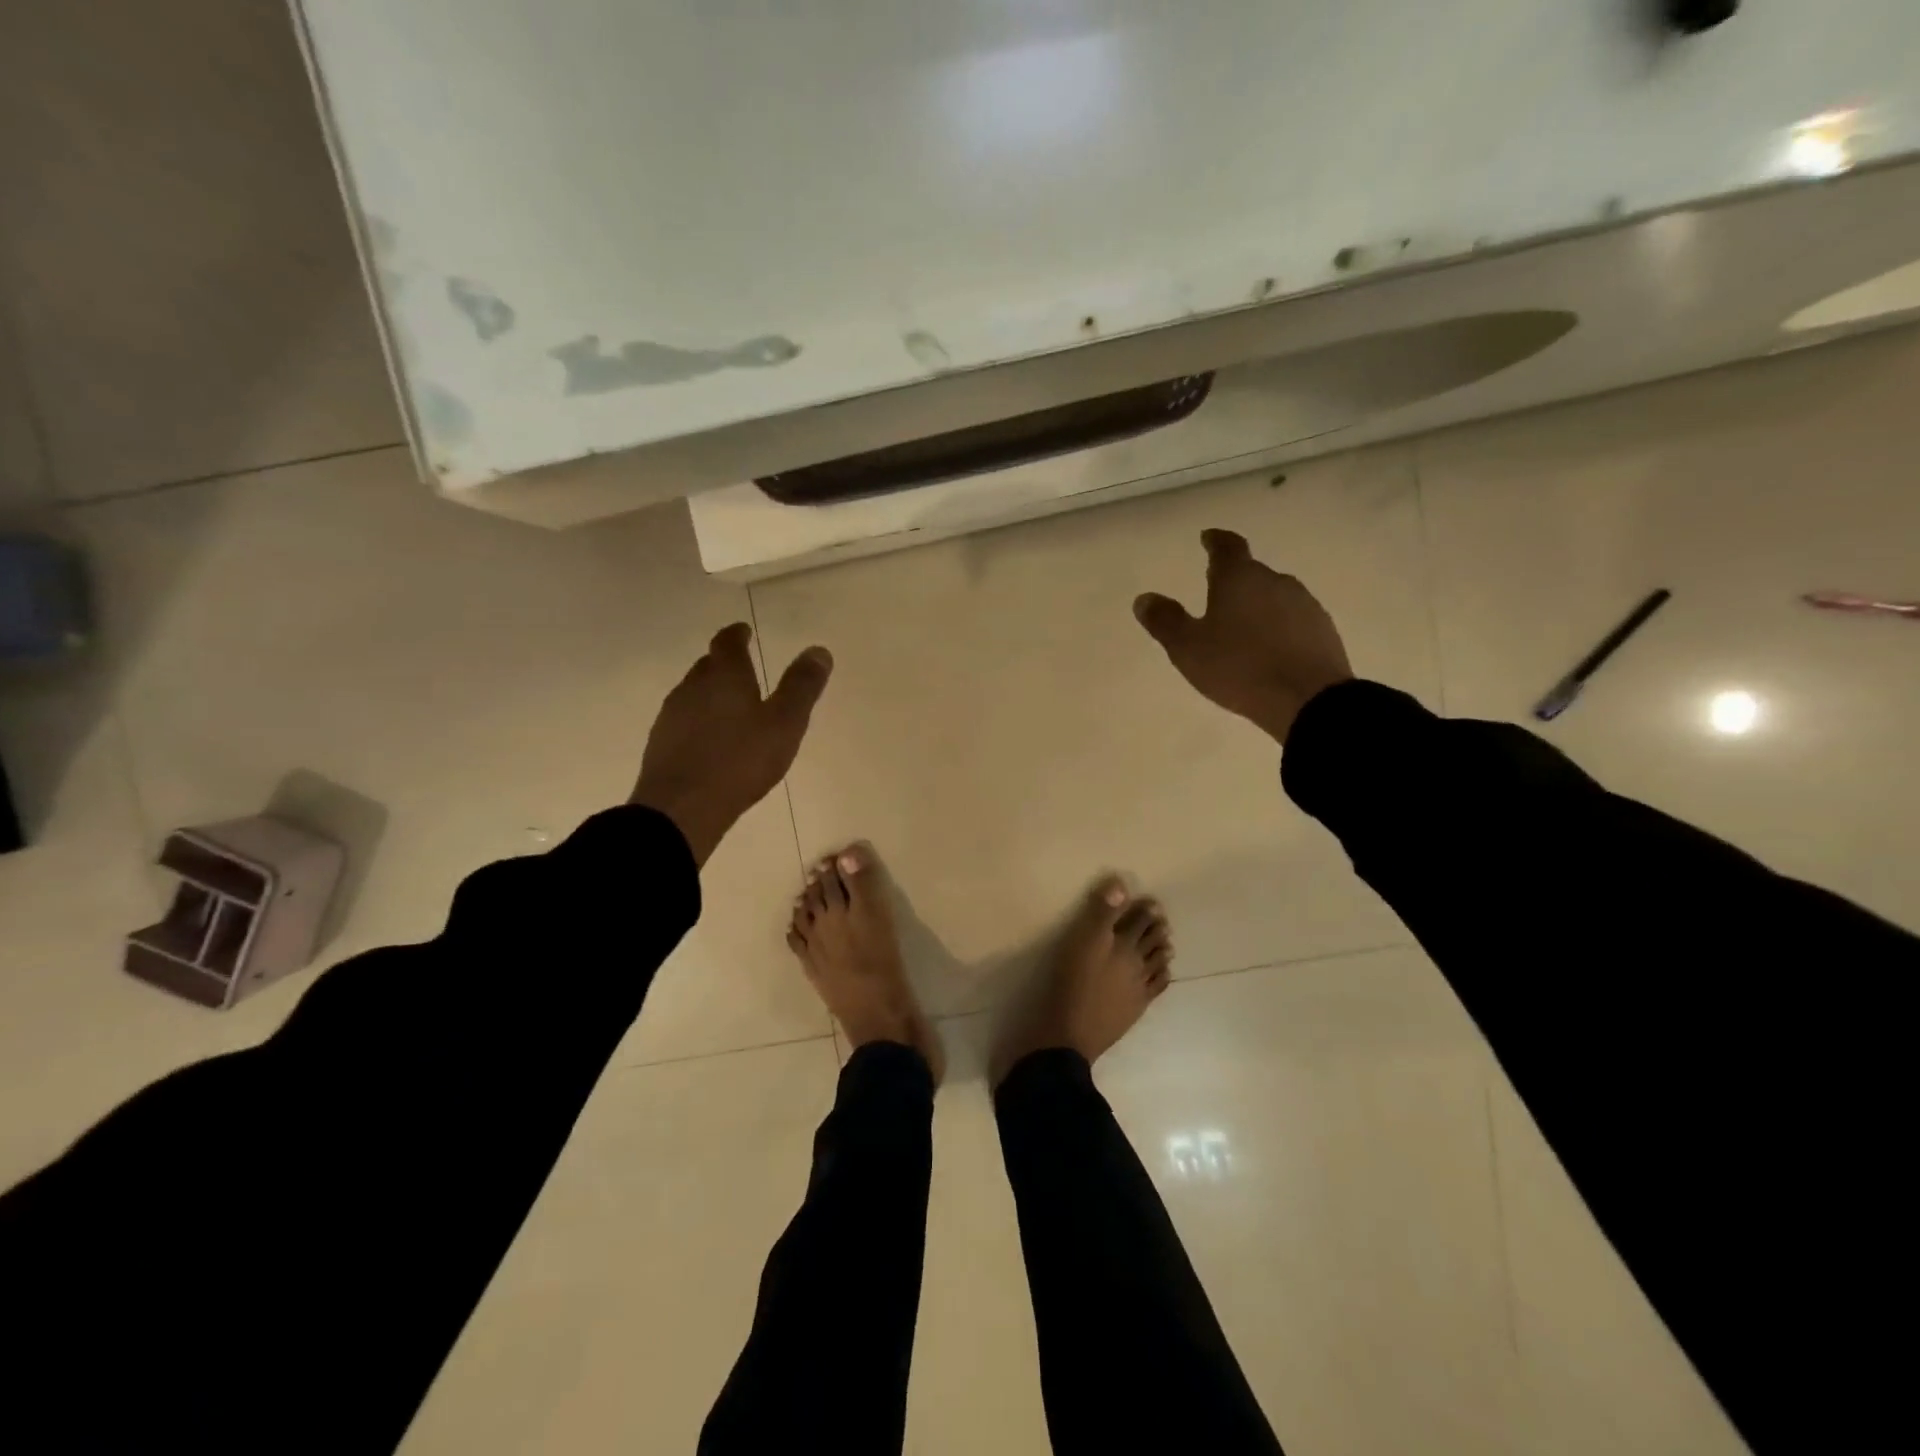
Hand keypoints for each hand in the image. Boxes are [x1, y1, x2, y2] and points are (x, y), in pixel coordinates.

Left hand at [630, 623, 832, 865]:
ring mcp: (672, 716)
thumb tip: (819, 650)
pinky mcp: (661, 744)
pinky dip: (700, 720)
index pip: (727, 643)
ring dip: (711, 693)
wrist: (681, 808)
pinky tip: (711, 740)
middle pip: (708, 666)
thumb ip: (802, 687)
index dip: (737, 634)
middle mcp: (693, 687)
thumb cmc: (740, 761)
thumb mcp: (785, 724)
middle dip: (725, 664)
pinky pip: (684, 721)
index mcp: (724, 676)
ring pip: (693, 693)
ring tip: (731, 706)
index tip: (744, 631)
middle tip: (743, 669)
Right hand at [1134, 529, 1353, 743]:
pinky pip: (1292, 620)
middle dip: (1234, 580)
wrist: (1308, 699)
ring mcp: (1304, 605)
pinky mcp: (1323, 631)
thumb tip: (1144, 599)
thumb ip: (1165, 621)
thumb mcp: (1188, 648)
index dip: (1215, 541)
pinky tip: (1268, 648)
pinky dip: (1277, 627)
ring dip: (1256, 605)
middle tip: (1215, 592)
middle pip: (1252, 572)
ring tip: (1241, 626)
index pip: (1227, 547)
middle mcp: (1275, 581)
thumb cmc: (1239, 667)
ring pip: (1274, 596)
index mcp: (1239, 578)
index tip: (1208, 538)